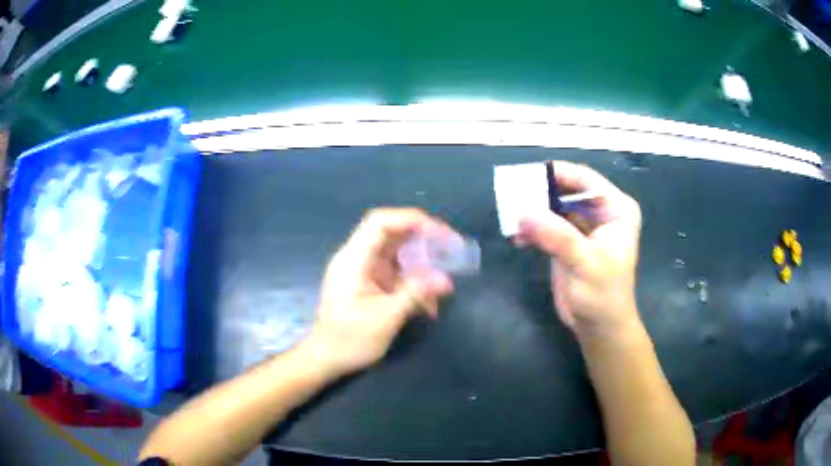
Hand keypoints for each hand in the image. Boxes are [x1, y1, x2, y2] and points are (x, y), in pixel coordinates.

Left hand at [308, 208, 456, 376]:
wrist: (325, 359)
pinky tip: (429, 303)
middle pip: (392, 233)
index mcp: (353, 260)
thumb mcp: (385, 318)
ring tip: (444, 280)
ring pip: (397, 253)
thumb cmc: (349, 340)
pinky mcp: (369, 283)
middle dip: (423, 239)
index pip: (380, 222)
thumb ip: (415, 294)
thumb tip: (446, 280)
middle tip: (451, 248)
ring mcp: (363, 270)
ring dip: (422, 264)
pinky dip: (414, 282)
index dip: (411, 220)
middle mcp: (357, 258)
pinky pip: (395, 272)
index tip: (439, 233)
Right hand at [515, 161, 641, 341]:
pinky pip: (546, 226)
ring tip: (510, 217)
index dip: (558, 173)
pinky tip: (517, 238)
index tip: (527, 174)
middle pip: (566, 190)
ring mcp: (582, 227)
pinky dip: (531, 229)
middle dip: (540, 193)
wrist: (598, 327)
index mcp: (615, 209)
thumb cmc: (603, 294)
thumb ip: (557, 236)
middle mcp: (600, 212)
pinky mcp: (567, 242)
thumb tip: (523, 213)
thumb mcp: (585, 262)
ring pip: (553, 207)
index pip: (585, 180)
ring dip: (533, 212)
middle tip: (512, 194)